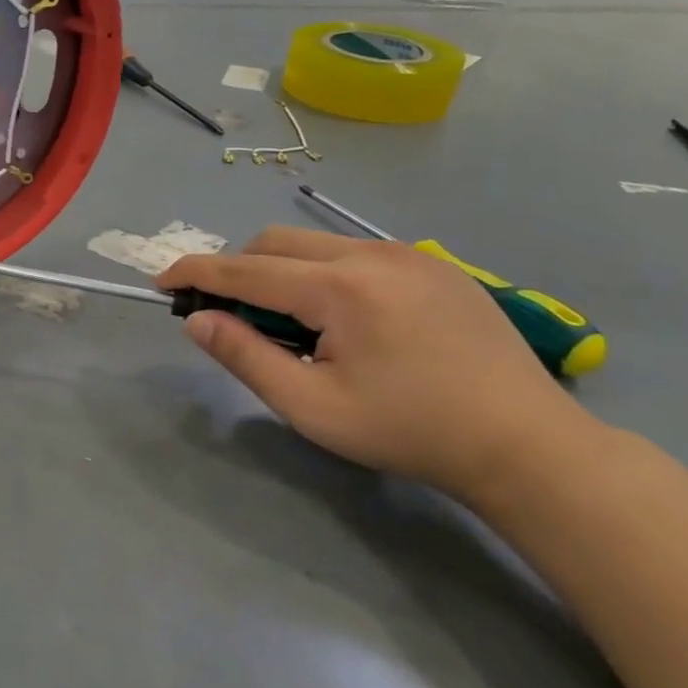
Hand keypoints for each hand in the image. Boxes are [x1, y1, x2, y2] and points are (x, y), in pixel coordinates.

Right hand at [157, 226, 593, 500]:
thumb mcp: (311, 406)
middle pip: (276, 243)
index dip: (195, 273)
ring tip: (293, 326)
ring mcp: (409, 254)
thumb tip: (197, 321)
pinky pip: (355, 253)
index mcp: (339, 288)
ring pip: (316, 243)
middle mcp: (371, 253)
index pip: (244, 269)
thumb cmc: (408, 431)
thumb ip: (245, 357)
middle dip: (238, 271)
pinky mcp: (435, 265)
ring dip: (282, 272)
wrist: (526, 445)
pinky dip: (324, 273)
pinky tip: (344, 320)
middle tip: (232, 317)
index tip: (161, 283)